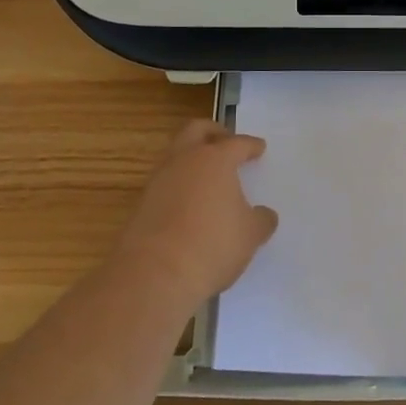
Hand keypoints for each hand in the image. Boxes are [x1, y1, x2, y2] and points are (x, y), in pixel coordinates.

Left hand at [116, 120, 276, 306]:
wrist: (154, 274)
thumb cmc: (212, 245)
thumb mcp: (250, 235)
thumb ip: (261, 220)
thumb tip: (264, 215)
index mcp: (215, 159)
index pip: (237, 143)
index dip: (251, 145)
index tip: (259, 148)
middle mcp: (184, 160)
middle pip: (196, 130)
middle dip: (213, 132)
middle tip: (226, 142)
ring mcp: (158, 181)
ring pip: (175, 155)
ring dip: (191, 159)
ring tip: (207, 177)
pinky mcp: (141, 204)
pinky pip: (164, 183)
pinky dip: (179, 185)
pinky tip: (189, 204)